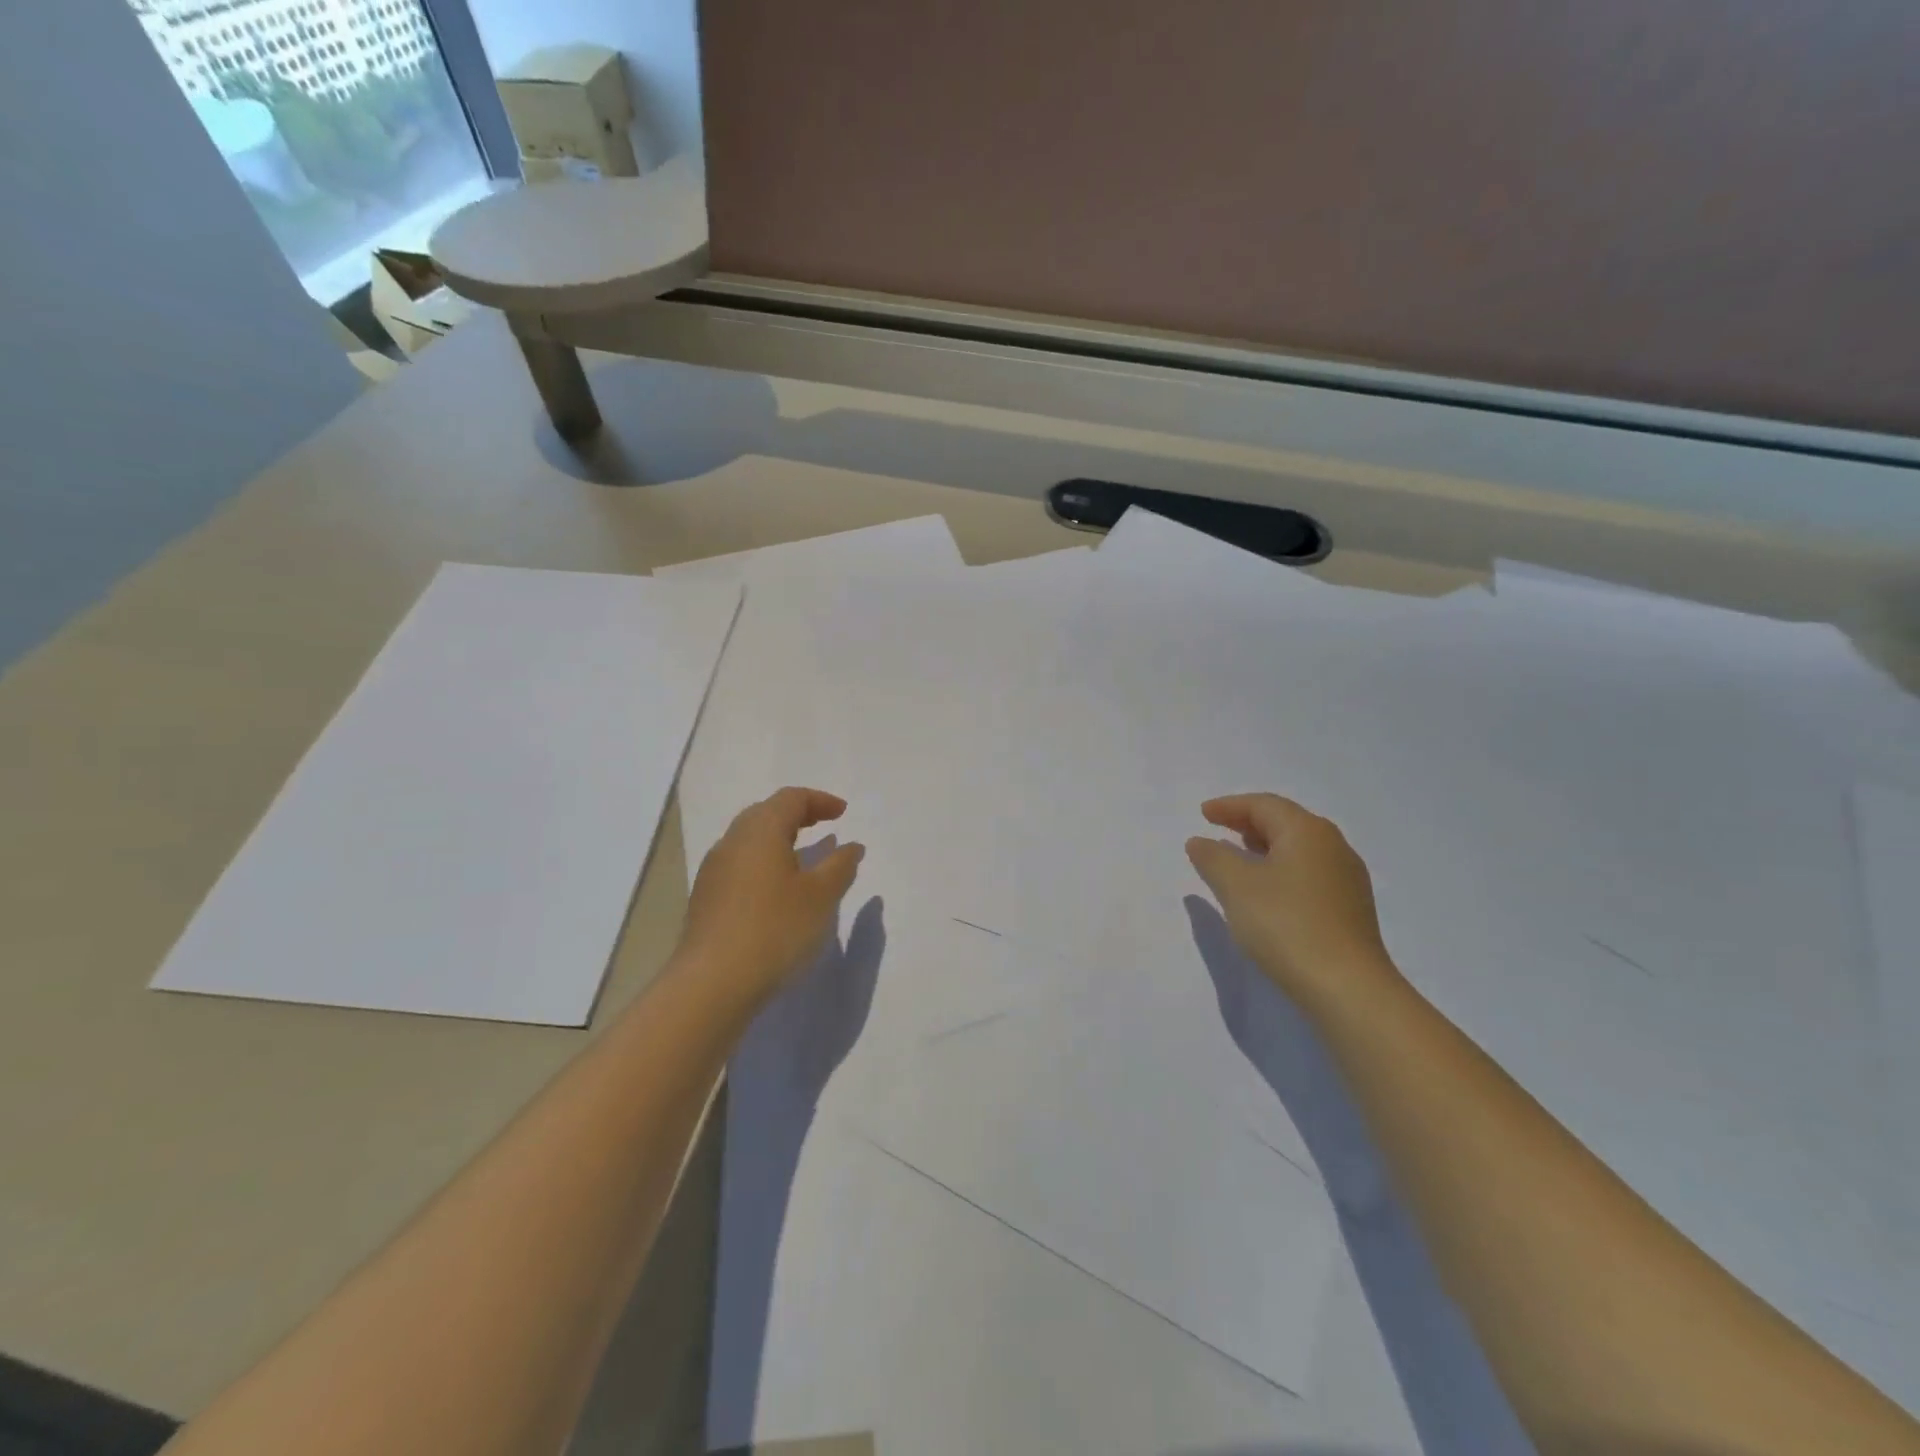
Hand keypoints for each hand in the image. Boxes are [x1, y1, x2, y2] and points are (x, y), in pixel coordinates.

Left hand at [678, 788, 865, 1010]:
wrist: (712, 983)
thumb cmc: (775, 929)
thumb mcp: (820, 897)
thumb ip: (839, 866)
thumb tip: (851, 847)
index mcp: (760, 831)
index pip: (790, 798)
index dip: (819, 800)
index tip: (843, 813)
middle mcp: (732, 842)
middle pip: (765, 813)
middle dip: (797, 815)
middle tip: (824, 825)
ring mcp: (714, 871)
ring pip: (749, 840)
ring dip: (779, 840)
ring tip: (803, 858)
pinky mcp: (706, 898)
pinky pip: (740, 864)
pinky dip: (764, 863)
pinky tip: (777, 889)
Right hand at [1186, 793, 1400, 1012]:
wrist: (1347, 988)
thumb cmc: (1286, 924)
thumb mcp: (1236, 887)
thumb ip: (1213, 858)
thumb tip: (1200, 841)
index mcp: (1308, 832)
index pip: (1264, 805)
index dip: (1230, 806)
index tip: (1203, 814)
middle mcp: (1333, 847)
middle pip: (1286, 823)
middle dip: (1249, 823)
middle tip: (1219, 829)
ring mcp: (1347, 880)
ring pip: (1299, 850)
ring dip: (1266, 848)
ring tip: (1239, 858)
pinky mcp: (1350, 910)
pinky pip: (1309, 874)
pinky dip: (1281, 871)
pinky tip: (1267, 892)